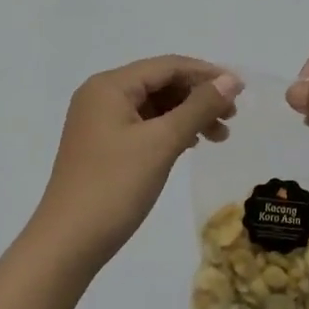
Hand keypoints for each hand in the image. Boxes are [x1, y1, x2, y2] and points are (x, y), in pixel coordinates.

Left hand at [30, 56, 242, 267]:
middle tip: (231, 119)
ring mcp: (98, 122)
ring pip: (153, 106)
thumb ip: (198, 107)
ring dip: (187, 115)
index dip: (206, 74)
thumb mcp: (161, 143)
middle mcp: (101, 96)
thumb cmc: (115, 186)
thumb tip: (230, 80)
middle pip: (159, 83)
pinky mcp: (102, 146)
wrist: (68, 242)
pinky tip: (190, 145)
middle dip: (198, 97)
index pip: (166, 66)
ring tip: (218, 136)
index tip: (240, 91)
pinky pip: (143, 125)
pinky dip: (169, 131)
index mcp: (109, 86)